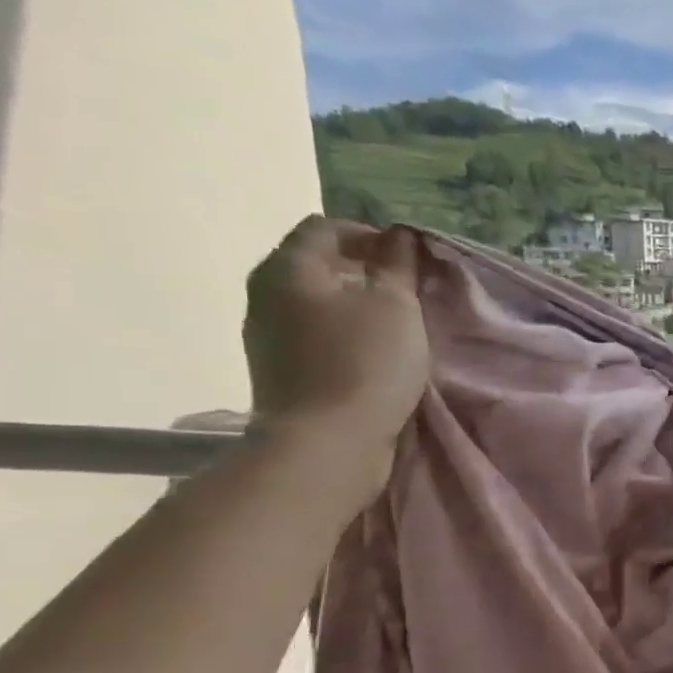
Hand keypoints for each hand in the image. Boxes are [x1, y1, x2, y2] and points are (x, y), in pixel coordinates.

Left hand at [243, 217, 429, 498]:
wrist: (327, 444)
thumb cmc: (365, 364)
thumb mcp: (397, 306)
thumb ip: (398, 266)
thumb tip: (398, 237)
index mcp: (287, 269)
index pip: (325, 228)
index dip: (370, 234)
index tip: (407, 259)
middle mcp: (264, 294)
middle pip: (315, 264)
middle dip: (361, 269)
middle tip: (405, 290)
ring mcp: (266, 336)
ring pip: (314, 302)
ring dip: (353, 304)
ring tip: (394, 324)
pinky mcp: (278, 370)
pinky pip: (312, 334)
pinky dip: (342, 333)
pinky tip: (373, 354)